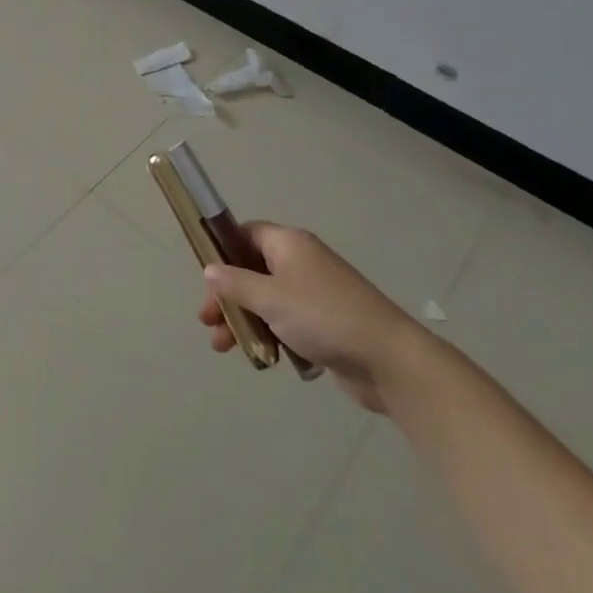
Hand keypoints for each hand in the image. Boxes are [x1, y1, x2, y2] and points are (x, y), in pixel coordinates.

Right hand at [197, 223, 430, 411]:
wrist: (387, 359)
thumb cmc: (322, 317)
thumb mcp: (270, 297)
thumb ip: (235, 283)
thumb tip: (210, 269)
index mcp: (289, 244)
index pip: (246, 233)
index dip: (223, 250)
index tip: (205, 277)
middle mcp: (301, 262)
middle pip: (253, 270)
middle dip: (228, 295)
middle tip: (208, 321)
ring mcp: (315, 294)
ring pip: (267, 300)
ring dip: (244, 320)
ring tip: (224, 347)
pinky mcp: (324, 324)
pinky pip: (287, 322)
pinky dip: (271, 335)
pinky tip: (262, 358)